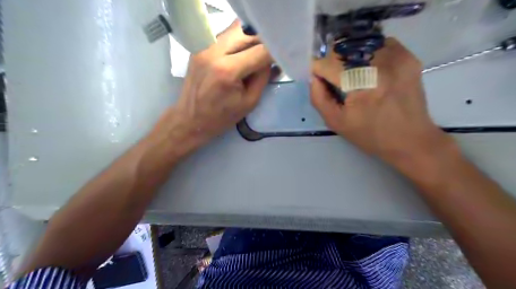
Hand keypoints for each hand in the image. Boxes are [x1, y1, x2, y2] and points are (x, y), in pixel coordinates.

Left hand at [162, 22, 273, 151]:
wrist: (190, 119)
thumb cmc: (221, 117)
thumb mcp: (250, 102)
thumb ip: (263, 78)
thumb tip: (273, 60)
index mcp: (227, 70)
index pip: (260, 50)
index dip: (275, 52)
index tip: (283, 56)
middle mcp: (213, 51)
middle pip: (248, 32)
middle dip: (263, 42)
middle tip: (269, 56)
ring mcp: (204, 46)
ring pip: (236, 30)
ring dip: (250, 40)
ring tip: (256, 56)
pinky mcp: (199, 47)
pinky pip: (225, 36)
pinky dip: (238, 42)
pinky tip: (241, 56)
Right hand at [310, 38, 451, 173]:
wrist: (411, 139)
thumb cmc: (370, 135)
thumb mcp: (336, 122)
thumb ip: (319, 98)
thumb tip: (314, 77)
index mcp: (361, 84)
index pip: (328, 64)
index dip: (318, 70)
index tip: (319, 79)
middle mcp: (380, 64)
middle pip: (343, 50)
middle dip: (333, 63)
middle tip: (335, 79)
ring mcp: (397, 57)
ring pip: (360, 44)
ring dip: (350, 57)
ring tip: (353, 75)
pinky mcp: (408, 56)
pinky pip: (379, 44)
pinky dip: (368, 53)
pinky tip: (369, 70)